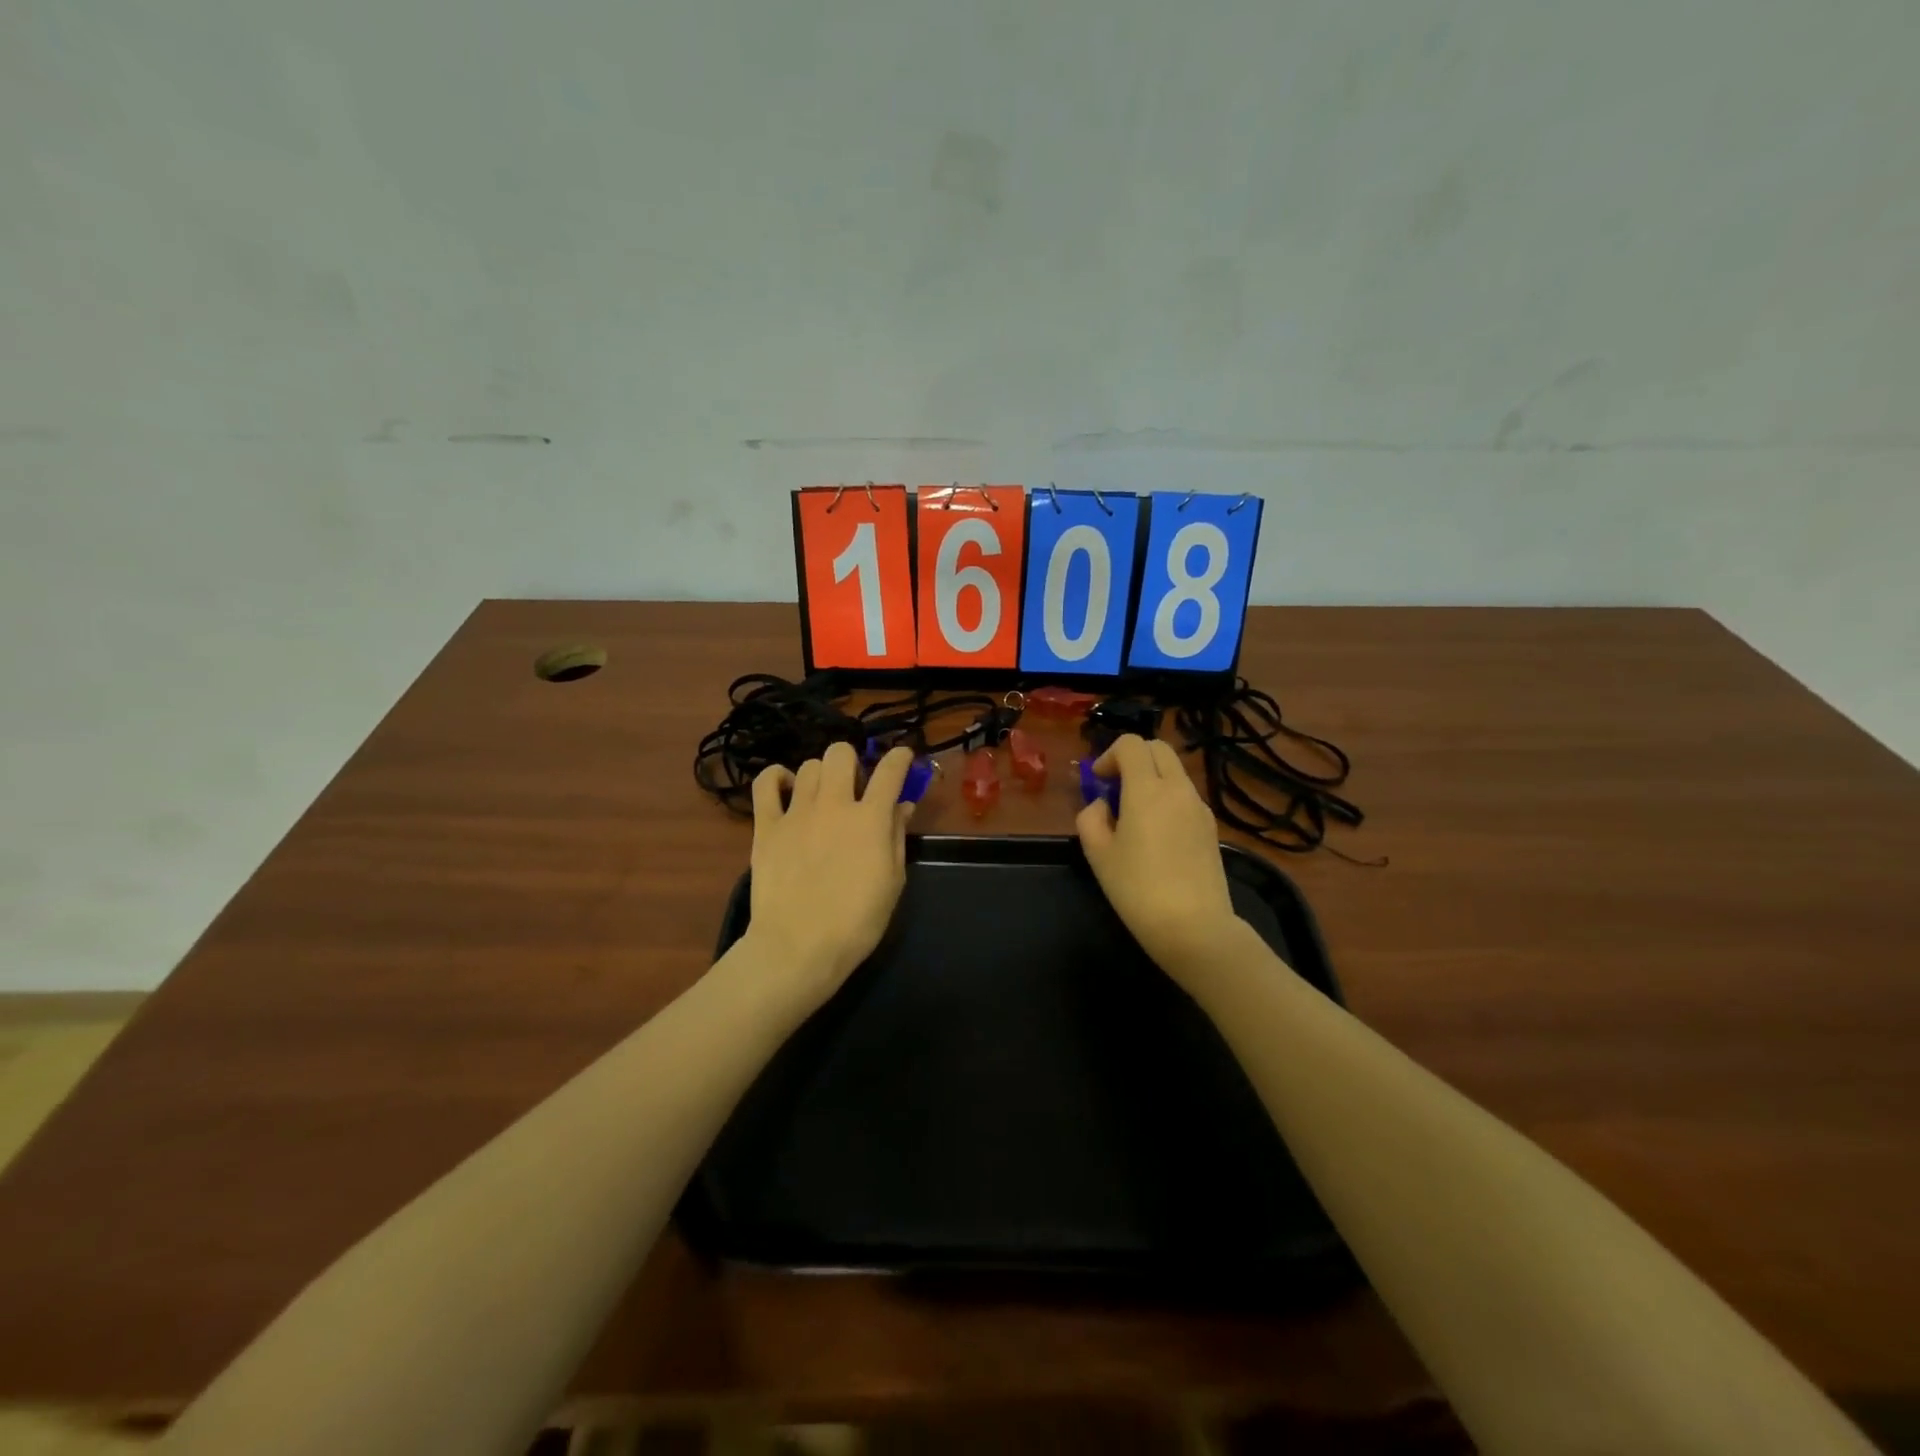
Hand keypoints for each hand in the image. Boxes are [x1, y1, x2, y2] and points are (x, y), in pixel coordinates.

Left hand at [746, 742, 915, 1008]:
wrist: (798, 948)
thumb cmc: (856, 922)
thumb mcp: (892, 882)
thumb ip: (897, 837)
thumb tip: (902, 806)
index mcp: (870, 818)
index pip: (890, 770)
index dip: (900, 757)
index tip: (903, 758)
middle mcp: (834, 804)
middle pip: (841, 753)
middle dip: (853, 761)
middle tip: (856, 787)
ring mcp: (796, 812)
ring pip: (809, 766)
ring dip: (821, 775)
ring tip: (823, 796)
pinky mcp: (766, 826)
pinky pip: (765, 783)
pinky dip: (777, 778)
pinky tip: (787, 789)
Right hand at [1076, 735, 1239, 979]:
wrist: (1194, 928)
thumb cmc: (1137, 890)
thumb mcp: (1098, 855)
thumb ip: (1091, 819)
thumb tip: (1102, 807)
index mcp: (1147, 790)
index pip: (1131, 744)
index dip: (1109, 755)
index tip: (1099, 783)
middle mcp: (1178, 789)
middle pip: (1158, 749)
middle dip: (1133, 759)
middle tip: (1115, 789)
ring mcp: (1199, 808)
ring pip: (1174, 772)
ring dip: (1151, 779)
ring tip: (1134, 816)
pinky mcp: (1211, 828)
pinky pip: (1185, 796)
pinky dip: (1167, 799)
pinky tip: (1157, 836)